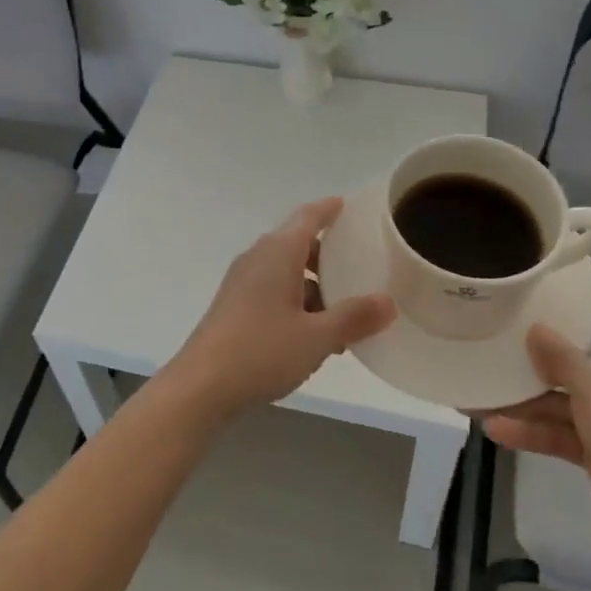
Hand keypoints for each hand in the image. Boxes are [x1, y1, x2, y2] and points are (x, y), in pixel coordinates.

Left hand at [162, 198, 394, 420]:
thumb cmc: (261, 351)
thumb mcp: (317, 337)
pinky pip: (273, 292)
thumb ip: (354, 318)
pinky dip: (296, 303)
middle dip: (328, 257)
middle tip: (359, 270)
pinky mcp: (234, 306)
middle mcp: (258, 259)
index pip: (308, 217)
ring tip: (343, 317)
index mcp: (278, 253)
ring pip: (286, 272)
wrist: (201, 386)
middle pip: (297, 244)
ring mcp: (242, 283)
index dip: (329, 209)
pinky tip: (313, 337)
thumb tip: (388, 302)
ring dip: (314, 288)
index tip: (348, 205)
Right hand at [482, 272, 590, 551]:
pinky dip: (532, 431)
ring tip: (481, 390)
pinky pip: (560, 432)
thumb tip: (535, 328)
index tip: (570, 280)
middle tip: (502, 335)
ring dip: (526, 397)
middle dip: (543, 348)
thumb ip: (561, 356)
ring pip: (564, 396)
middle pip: (585, 351)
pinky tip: (496, 429)